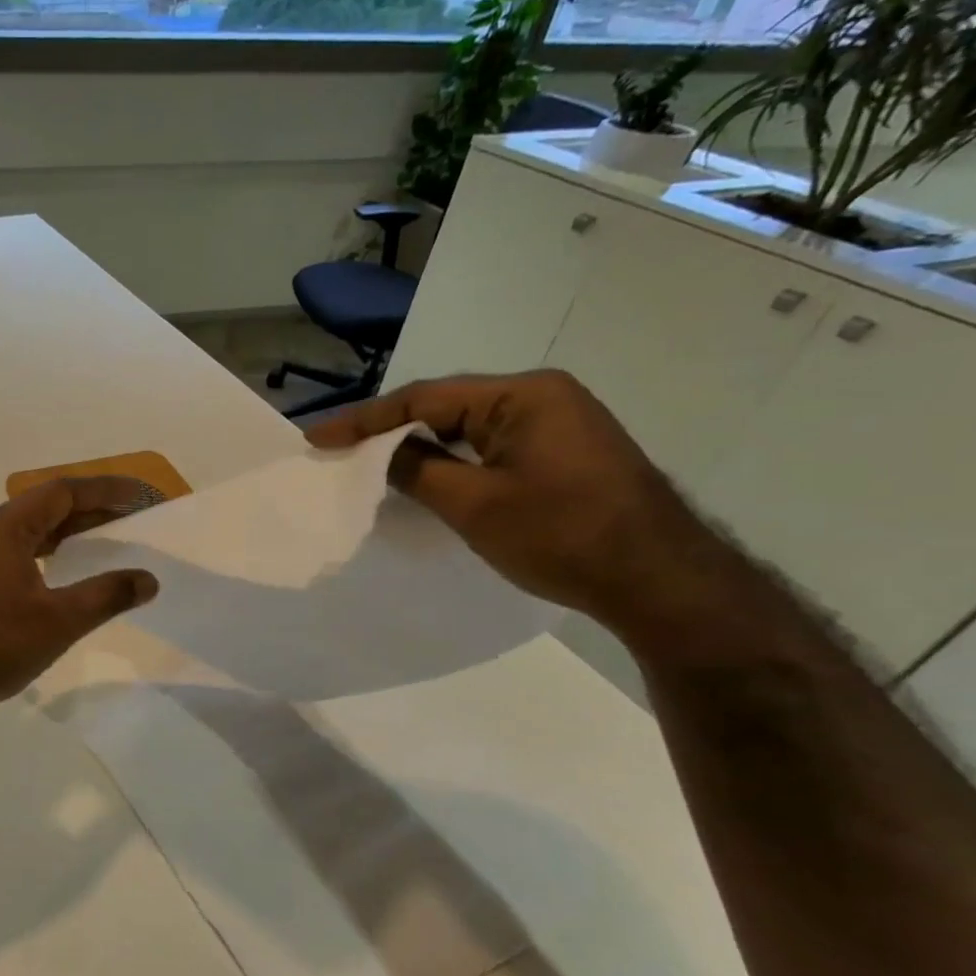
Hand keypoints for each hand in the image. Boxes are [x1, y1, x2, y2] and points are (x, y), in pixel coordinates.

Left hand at [0, 478, 159, 721]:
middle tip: (133, 516)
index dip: (105, 490)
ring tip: (108, 539)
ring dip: (69, 531)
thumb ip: (107, 595)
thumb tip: (149, 580)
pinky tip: (67, 570)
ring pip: (31, 530)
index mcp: (4, 527)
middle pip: (46, 506)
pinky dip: (49, 552)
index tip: (141, 494)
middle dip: (91, 508)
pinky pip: (18, 550)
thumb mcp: (59, 621)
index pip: (62, 492)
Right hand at [306, 370, 742, 653]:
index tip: (317, 437)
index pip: (424, 398)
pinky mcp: (564, 451)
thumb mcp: (473, 504)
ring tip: (370, 464)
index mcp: (522, 395)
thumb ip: (416, 470)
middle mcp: (541, 396)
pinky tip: (427, 477)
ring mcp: (558, 423)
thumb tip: (381, 453)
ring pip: (468, 427)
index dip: (363, 420)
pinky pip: (491, 445)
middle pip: (446, 406)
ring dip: (421, 445)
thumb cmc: (560, 535)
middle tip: (339, 450)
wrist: (658, 579)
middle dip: (390, 429)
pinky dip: (453, 459)